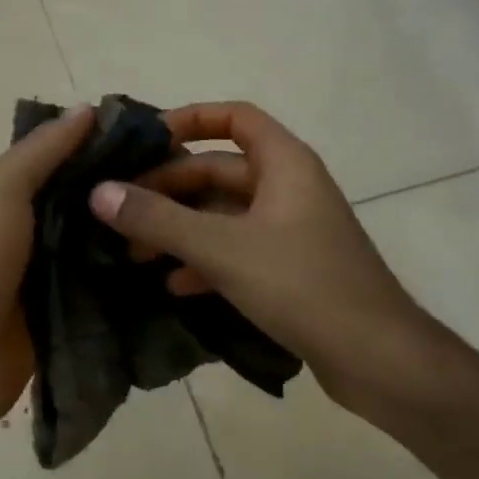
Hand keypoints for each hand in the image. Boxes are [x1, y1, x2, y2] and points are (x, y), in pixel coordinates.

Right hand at [87, 101, 424, 410]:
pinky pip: (236, 250)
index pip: (234, 117)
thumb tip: (98, 193)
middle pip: (218, 170)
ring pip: (223, 214)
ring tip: (133, 252)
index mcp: (284, 163)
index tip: (145, 139)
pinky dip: (204, 260)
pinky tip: (172, 284)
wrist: (380, 361)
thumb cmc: (303, 285)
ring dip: (180, 228)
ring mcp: (290, 230)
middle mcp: (288, 187)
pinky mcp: (290, 268)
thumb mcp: (222, 248)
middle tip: (120, 210)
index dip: (190, 119)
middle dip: (169, 189)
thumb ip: (158, 219)